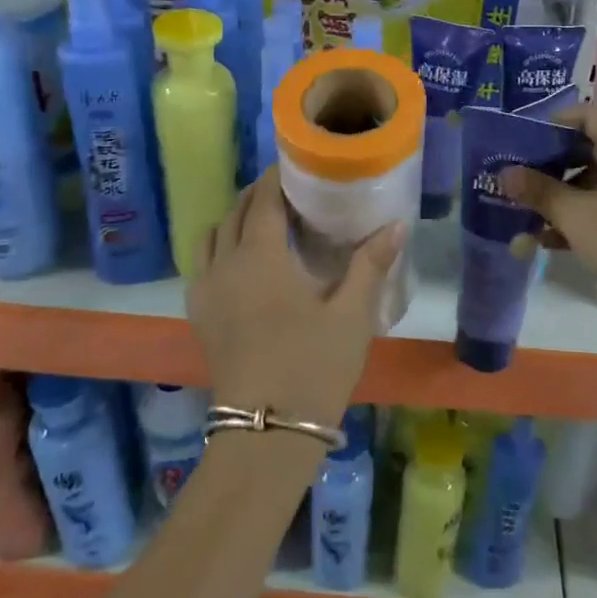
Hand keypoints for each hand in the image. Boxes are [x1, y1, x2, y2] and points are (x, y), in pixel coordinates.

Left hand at [186, 165, 404, 427]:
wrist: (267, 432)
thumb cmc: (313, 366)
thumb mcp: (352, 314)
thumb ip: (371, 264)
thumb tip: (397, 224)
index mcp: (260, 256)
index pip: (262, 199)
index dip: (276, 177)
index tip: (296, 165)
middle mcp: (225, 264)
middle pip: (233, 212)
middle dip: (256, 195)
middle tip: (288, 193)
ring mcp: (206, 291)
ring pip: (211, 237)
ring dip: (234, 220)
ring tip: (263, 224)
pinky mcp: (199, 317)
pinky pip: (202, 266)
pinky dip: (218, 249)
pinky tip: (242, 266)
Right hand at [502, 103, 596, 311]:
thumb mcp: (577, 217)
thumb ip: (539, 191)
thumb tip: (504, 172)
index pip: (587, 114)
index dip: (551, 126)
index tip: (521, 146)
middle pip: (592, 147)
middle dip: (552, 167)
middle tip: (520, 184)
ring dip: (565, 197)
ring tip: (530, 220)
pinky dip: (587, 215)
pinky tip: (556, 241)